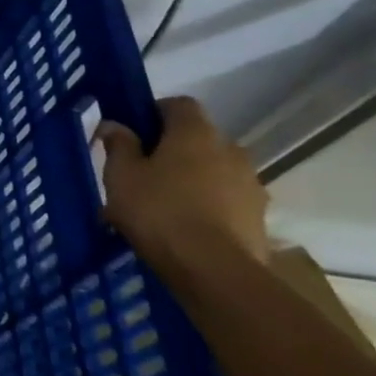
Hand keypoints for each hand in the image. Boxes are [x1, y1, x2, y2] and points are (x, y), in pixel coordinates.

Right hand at [97, 97, 268, 269]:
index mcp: (196, 132)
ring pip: (212, 171)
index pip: (178, 104)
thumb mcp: (121, 175)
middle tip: (142, 174)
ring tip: (162, 208)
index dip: (154, 112)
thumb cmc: (160, 211)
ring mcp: (250, 185)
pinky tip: (183, 230)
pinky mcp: (259, 218)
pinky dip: (207, 207)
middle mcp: (230, 150)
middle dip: (171, 151)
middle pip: (197, 139)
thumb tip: (116, 126)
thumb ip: (119, 145)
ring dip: (191, 180)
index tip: (133, 133)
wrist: (215, 272)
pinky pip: (225, 201)